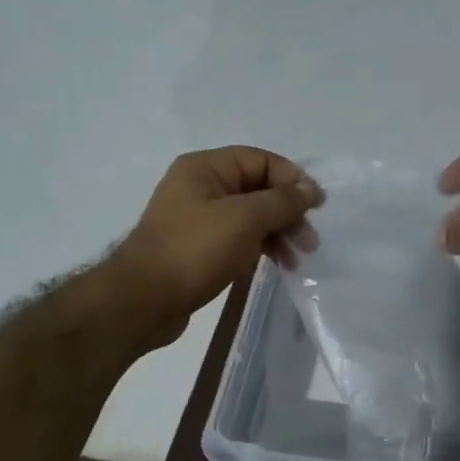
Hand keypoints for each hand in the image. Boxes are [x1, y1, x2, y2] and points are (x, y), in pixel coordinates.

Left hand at [111, 146, 321, 344]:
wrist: (143, 301)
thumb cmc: (194, 251)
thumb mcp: (244, 219)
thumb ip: (282, 201)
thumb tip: (310, 188)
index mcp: (205, 168)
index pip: (260, 160)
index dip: (292, 179)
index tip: (316, 206)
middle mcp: (200, 187)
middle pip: (257, 188)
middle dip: (287, 211)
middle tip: (309, 241)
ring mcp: (198, 219)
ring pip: (250, 217)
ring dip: (278, 233)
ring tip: (297, 259)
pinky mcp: (199, 249)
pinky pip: (238, 239)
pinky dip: (260, 248)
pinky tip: (277, 265)